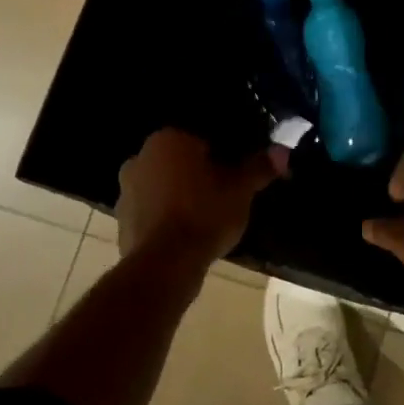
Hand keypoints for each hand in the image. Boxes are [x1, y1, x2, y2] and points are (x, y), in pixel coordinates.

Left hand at [115, 130, 281, 277]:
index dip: (222, 157)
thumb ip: (259, 167)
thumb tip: (282, 151)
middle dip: (198, 175)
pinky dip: (166, 220)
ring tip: (206, 219)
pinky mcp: (121, 222)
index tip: (235, 175)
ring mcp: (125, 191)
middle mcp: (140, 157)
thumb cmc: (204, 214)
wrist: (164, 265)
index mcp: (168, 139)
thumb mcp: (241, 190)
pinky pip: (151, 213)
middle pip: (179, 162)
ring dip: (180, 197)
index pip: (200, 140)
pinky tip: (186, 236)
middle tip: (223, 196)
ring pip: (163, 187)